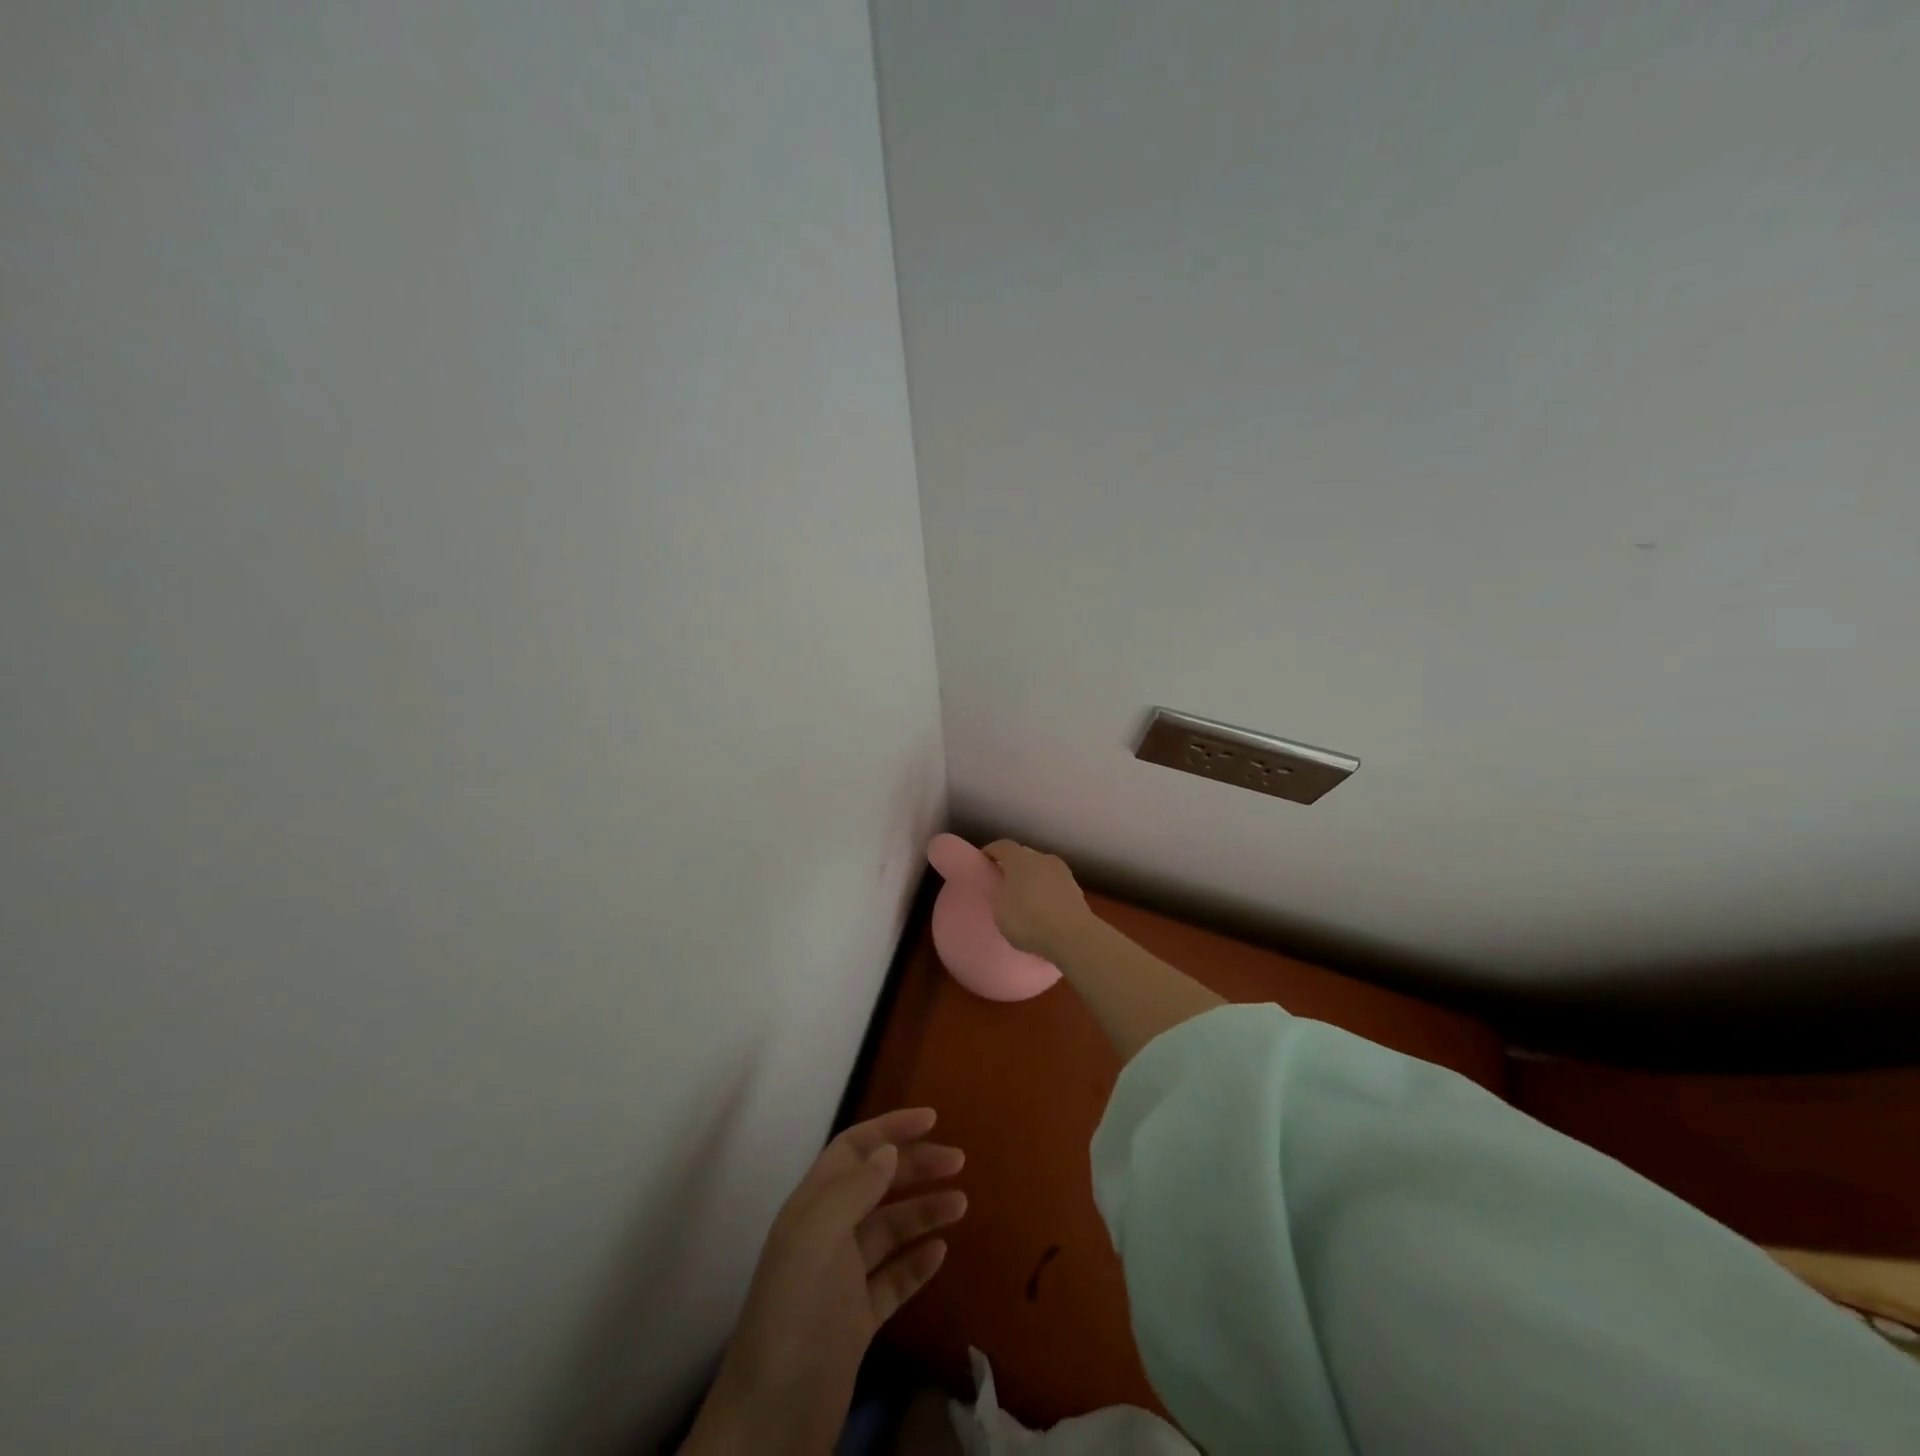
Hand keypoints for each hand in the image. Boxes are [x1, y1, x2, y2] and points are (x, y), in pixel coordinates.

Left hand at [682, 1108, 965, 1454]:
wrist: (772, 1420)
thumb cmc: (795, 1313)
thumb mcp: (818, 1236)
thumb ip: (855, 1188)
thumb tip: (888, 1149)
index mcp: (813, 1206)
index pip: (854, 1149)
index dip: (890, 1128)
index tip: (932, 1119)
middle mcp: (827, 1235)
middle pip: (877, 1184)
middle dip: (916, 1167)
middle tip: (959, 1162)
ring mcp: (842, 1280)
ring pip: (890, 1230)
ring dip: (924, 1212)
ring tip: (961, 1205)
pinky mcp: (857, 1321)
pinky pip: (893, 1279)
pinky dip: (917, 1262)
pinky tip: (941, 1253)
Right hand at [982, 840, 1092, 960]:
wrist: (1073, 935)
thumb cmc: (1028, 920)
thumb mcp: (1000, 911)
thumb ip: (999, 895)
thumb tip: (1004, 889)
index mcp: (1020, 859)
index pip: (1002, 846)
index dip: (991, 852)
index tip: (984, 861)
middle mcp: (1042, 858)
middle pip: (1024, 856)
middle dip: (1013, 866)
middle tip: (1004, 881)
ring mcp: (1062, 872)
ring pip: (1042, 870)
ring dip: (1033, 879)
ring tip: (1025, 898)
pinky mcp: (1076, 889)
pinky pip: (1054, 885)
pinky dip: (1047, 892)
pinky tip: (1044, 908)